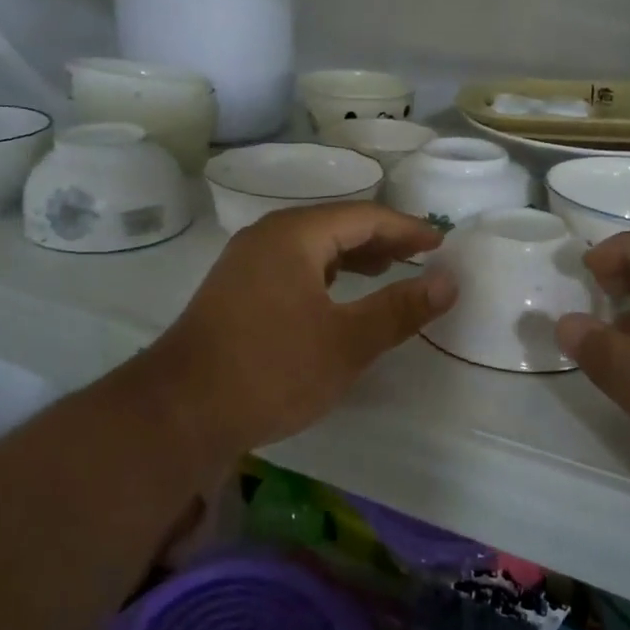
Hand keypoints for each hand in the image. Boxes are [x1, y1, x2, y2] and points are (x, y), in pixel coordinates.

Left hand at [132, 203, 456, 460]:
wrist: (181, 411)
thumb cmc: (271, 370)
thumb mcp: (347, 342)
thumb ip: (400, 309)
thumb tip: (448, 282)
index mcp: (294, 235)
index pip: (363, 217)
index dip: (405, 229)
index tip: (439, 243)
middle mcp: (266, 237)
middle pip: (335, 225)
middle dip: (380, 240)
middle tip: (419, 256)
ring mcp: (244, 263)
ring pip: (310, 247)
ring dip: (351, 256)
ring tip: (385, 271)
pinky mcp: (233, 291)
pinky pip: (291, 267)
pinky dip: (323, 275)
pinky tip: (334, 297)